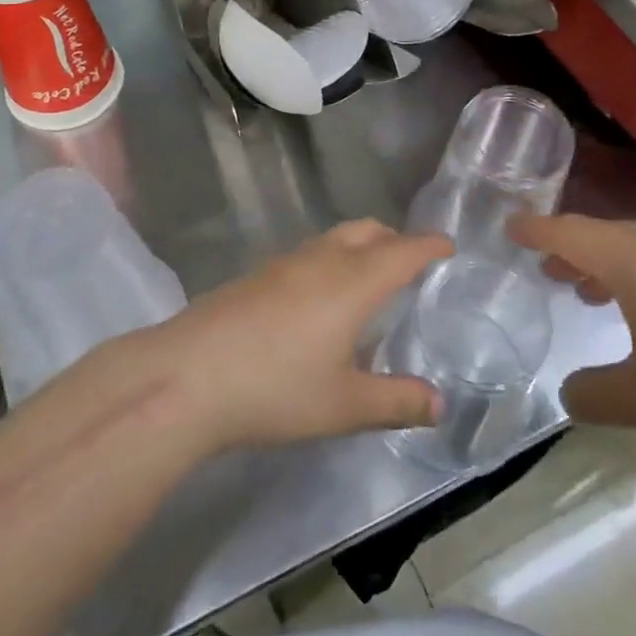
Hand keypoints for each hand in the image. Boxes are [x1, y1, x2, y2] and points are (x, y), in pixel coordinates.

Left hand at [139, 220, 447, 454]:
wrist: (188, 375)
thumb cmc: (277, 388)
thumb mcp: (344, 405)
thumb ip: (396, 401)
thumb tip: (439, 404)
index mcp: (354, 282)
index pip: (403, 250)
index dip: (429, 246)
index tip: (448, 247)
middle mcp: (322, 260)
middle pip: (367, 230)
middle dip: (394, 239)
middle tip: (410, 266)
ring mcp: (283, 263)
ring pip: (333, 239)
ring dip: (358, 247)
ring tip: (366, 283)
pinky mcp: (255, 275)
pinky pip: (306, 255)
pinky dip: (328, 262)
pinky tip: (317, 302)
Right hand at [512, 214, 635, 458]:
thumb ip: (598, 395)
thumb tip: (568, 393)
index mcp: (635, 261)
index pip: (570, 232)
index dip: (535, 230)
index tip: (508, 228)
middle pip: (605, 235)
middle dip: (571, 248)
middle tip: (544, 266)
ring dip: (608, 265)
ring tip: (588, 291)